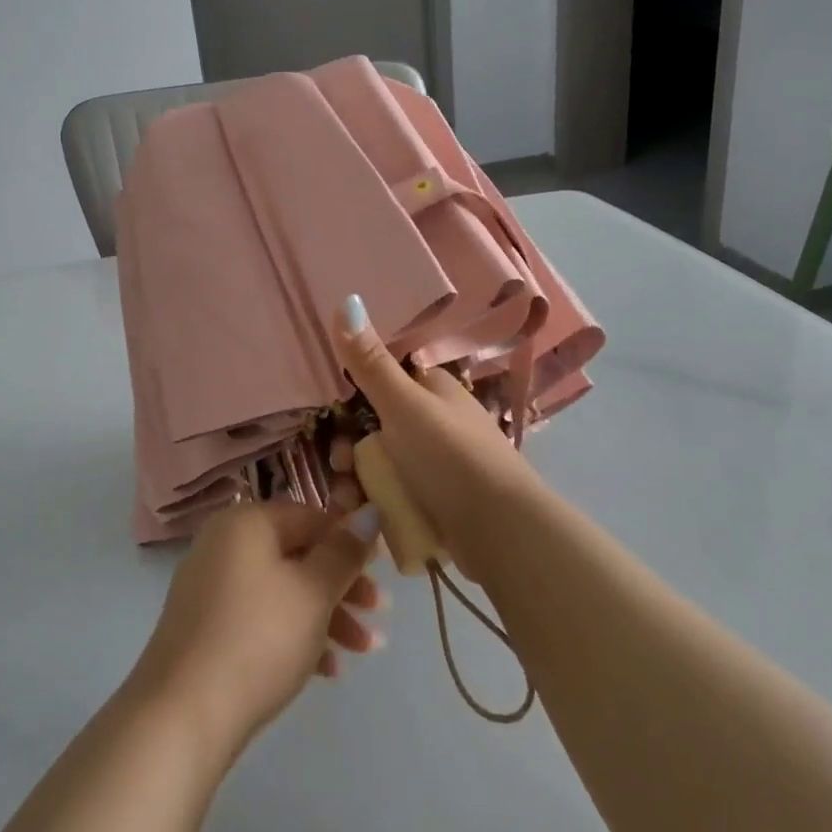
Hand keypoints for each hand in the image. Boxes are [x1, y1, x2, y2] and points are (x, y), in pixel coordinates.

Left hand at [130, 502, 385, 754]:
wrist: (184, 713)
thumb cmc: (259, 638)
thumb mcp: (313, 592)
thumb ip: (344, 552)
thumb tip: (368, 512)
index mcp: (245, 523)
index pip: (309, 516)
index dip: (349, 541)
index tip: (382, 570)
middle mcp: (224, 544)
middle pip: (296, 554)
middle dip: (343, 585)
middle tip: (380, 613)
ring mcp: (211, 586)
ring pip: (282, 590)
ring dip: (327, 616)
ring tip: (365, 651)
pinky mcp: (207, 627)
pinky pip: (260, 618)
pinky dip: (294, 635)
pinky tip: (328, 670)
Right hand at [335, 293, 550, 578]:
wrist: (502, 533)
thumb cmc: (452, 457)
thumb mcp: (404, 405)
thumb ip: (370, 362)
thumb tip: (348, 298)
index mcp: (434, 390)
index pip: (384, 380)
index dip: (352, 396)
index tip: (329, 416)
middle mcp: (436, 422)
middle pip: (377, 428)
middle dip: (350, 449)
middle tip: (340, 468)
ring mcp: (438, 465)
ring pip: (382, 465)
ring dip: (357, 482)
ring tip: (348, 502)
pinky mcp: (437, 503)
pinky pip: (394, 496)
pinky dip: (376, 505)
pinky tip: (364, 518)